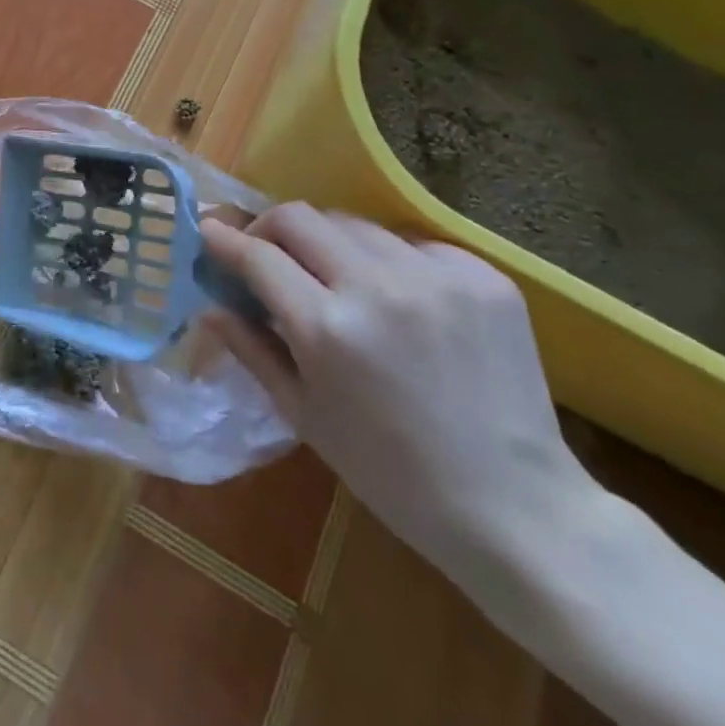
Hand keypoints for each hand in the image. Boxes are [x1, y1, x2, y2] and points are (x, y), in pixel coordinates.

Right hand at [202, 205, 593, 578]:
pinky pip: (410, 243)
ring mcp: (435, 275)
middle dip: (269, 227)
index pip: (258, 255)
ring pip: (353, 223)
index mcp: (328, 329)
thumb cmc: (391, 474)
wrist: (516, 508)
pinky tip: (397, 299)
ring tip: (334, 279)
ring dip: (328, 244)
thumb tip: (209, 306)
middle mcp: (378, 287)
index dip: (224, 239)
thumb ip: (252, 349)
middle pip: (300, 217)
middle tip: (265, 254)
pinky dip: (387, 261)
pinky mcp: (482, 275)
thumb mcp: (305, 416)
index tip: (208, 231)